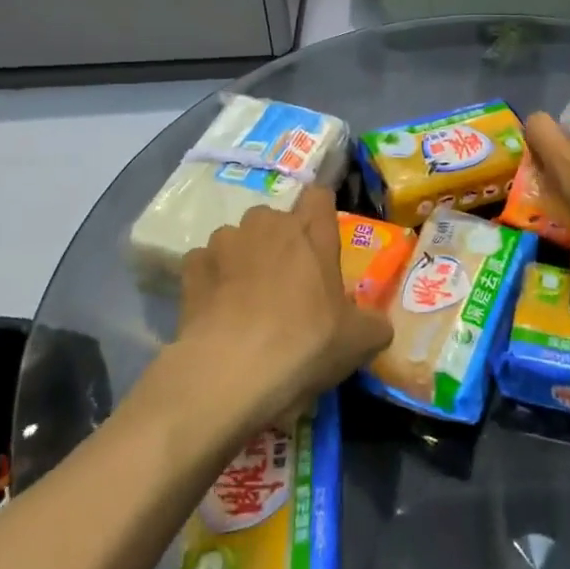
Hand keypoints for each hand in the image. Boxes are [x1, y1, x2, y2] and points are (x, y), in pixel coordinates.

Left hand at [176, 185, 391, 431]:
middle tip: (287, 285)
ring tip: (244, 302)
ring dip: (242, 259)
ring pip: (237, 239)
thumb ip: (373, 325)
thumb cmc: (304, 343)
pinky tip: (215, 311)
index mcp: (311, 231)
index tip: (321, 244)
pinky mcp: (191, 269)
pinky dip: (210, 281)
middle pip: (275, 219)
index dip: (321, 215)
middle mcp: (267, 224)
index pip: (319, 196)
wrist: (230, 372)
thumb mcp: (359, 342)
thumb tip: (378, 326)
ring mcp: (225, 242)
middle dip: (279, 242)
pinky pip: (204, 264)